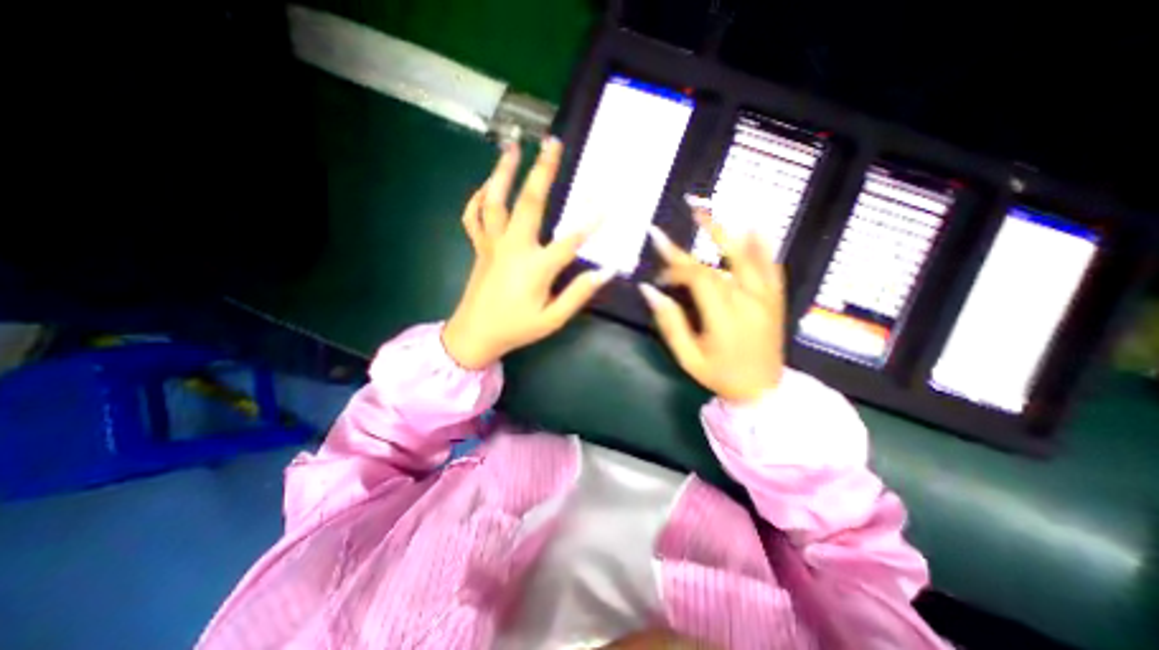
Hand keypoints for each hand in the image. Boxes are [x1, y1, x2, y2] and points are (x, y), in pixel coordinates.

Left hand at [439, 136, 609, 369]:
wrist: (474, 335)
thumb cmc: (516, 329)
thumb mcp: (553, 319)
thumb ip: (578, 294)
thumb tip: (604, 272)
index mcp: (536, 267)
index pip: (571, 240)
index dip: (592, 222)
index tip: (609, 203)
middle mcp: (514, 247)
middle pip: (529, 202)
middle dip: (543, 170)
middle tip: (552, 143)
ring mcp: (493, 244)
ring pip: (495, 200)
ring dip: (503, 171)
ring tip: (513, 146)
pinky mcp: (480, 247)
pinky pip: (473, 217)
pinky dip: (477, 199)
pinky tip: (486, 186)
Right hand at [633, 208, 787, 404]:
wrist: (762, 391)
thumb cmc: (720, 375)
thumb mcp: (687, 356)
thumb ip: (669, 322)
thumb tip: (648, 290)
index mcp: (724, 316)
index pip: (697, 277)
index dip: (675, 261)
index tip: (657, 249)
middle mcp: (748, 300)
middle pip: (722, 260)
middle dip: (703, 231)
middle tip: (691, 205)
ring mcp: (766, 299)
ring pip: (750, 257)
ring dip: (731, 230)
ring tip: (717, 207)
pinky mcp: (776, 300)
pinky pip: (772, 267)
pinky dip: (763, 246)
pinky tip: (756, 227)